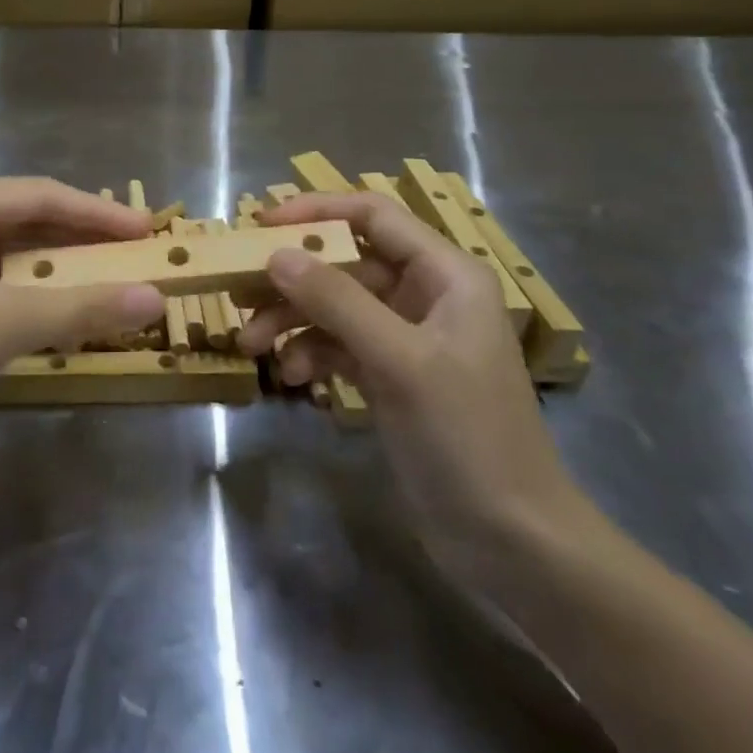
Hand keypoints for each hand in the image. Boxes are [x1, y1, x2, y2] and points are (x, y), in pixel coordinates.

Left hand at [0, 178, 164, 456]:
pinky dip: (29, 298)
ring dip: (57, 272)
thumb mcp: (0, 324)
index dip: (99, 213)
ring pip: (8, 257)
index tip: (149, 231)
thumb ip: (81, 308)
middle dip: (79, 241)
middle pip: (24, 222)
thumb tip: (157, 298)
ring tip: (108, 282)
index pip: (39, 196)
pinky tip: (59, 315)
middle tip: (135, 256)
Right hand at [238, 192, 587, 580]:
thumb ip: (337, 301)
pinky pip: (340, 346)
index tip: (260, 224)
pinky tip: (295, 379)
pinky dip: (312, 354)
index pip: (374, 216)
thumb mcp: (400, 362)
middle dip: (293, 279)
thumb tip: (276, 255)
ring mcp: (408, 339)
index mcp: (446, 275)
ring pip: (336, 307)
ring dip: (293, 321)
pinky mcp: (392, 377)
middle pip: (346, 263)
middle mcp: (427, 296)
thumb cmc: (467, 436)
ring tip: (252, 346)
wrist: (512, 541)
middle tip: (239, 292)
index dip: (316, 212)